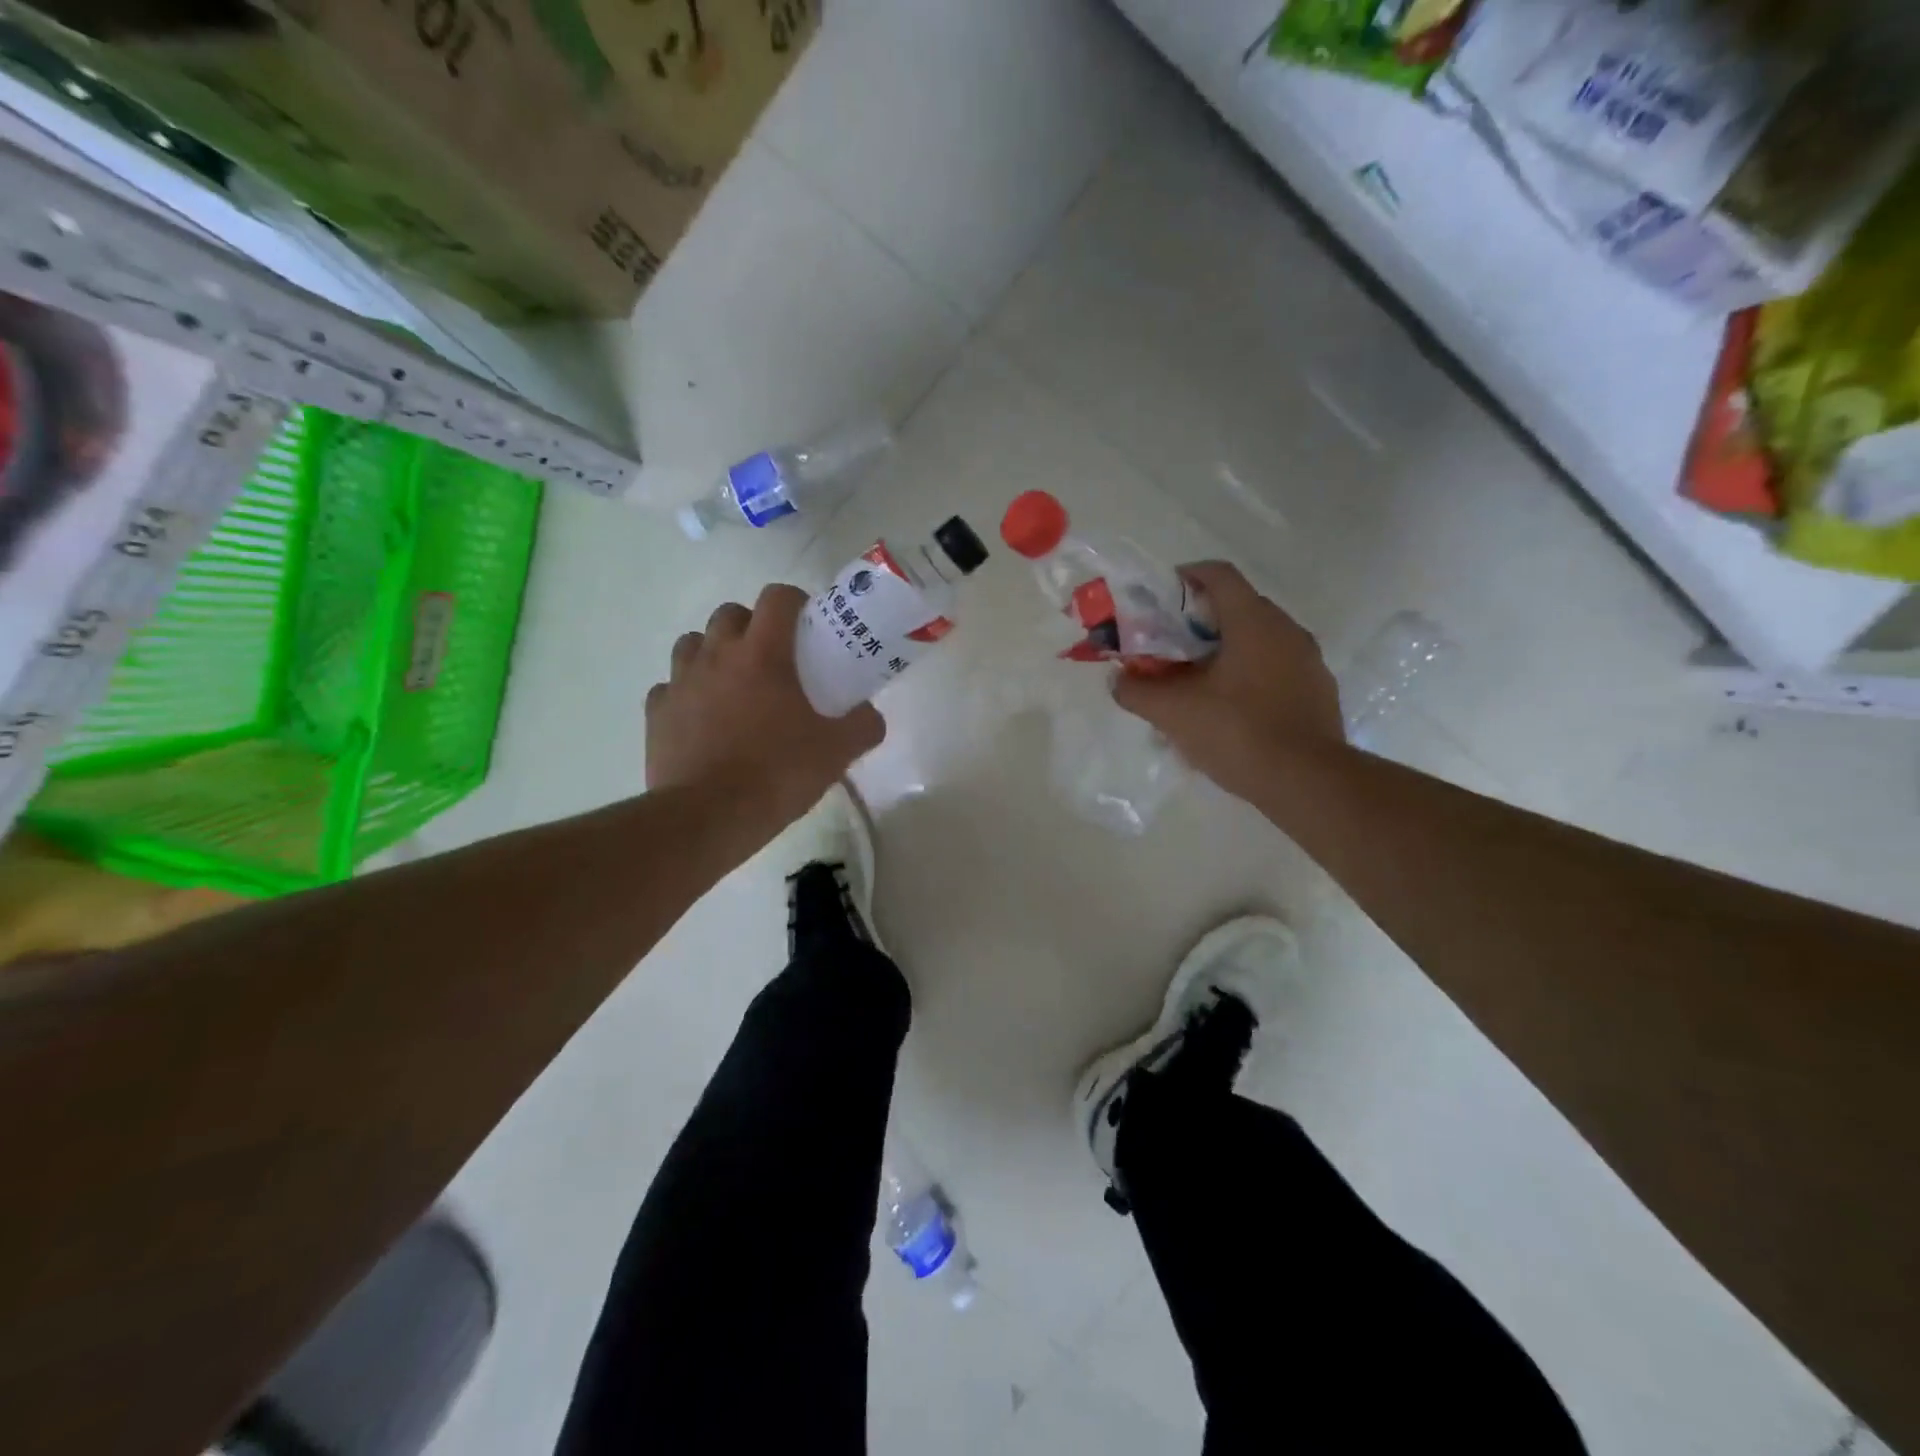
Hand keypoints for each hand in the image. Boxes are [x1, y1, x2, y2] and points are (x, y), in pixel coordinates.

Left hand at [647, 585, 884, 841]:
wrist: (708, 817)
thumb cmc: (777, 774)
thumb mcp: (836, 752)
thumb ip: (862, 726)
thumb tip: (871, 716)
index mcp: (762, 654)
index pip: (777, 598)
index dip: (795, 603)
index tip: (807, 626)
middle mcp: (716, 656)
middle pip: (730, 614)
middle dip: (751, 626)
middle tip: (772, 659)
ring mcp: (680, 683)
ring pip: (693, 644)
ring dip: (713, 653)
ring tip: (732, 685)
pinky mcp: (656, 714)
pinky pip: (669, 688)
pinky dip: (685, 694)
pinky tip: (701, 718)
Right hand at [1112, 561, 1344, 800]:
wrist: (1307, 781)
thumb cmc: (1237, 732)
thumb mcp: (1173, 712)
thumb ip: (1137, 691)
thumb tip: (1118, 680)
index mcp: (1253, 621)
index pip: (1218, 575)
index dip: (1185, 577)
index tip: (1160, 599)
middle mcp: (1286, 630)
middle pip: (1237, 608)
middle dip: (1198, 624)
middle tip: (1169, 649)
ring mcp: (1308, 661)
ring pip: (1257, 641)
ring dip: (1224, 652)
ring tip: (1195, 685)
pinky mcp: (1317, 691)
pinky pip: (1275, 669)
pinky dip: (1248, 676)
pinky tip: (1229, 712)